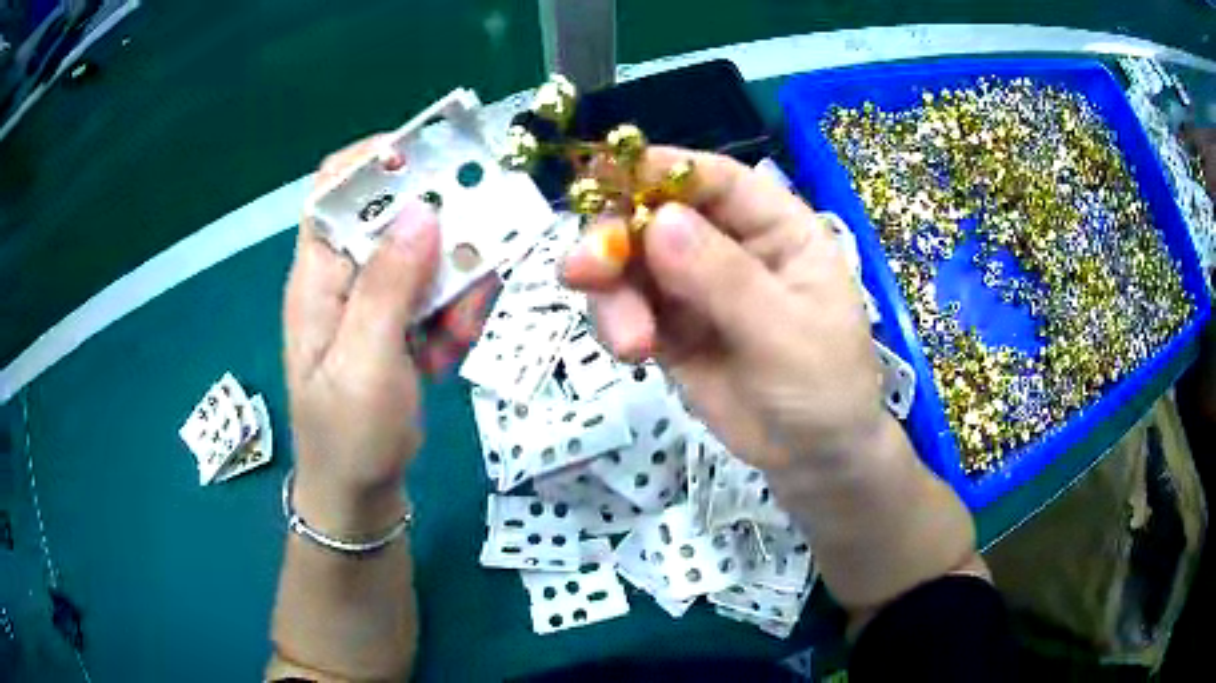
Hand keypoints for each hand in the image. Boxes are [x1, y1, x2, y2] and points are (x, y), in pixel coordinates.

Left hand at [283, 138, 440, 532]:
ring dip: (453, 286)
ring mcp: (371, 299)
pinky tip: (446, 354)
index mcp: (318, 277)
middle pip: (392, 216)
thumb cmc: (349, 435)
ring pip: (424, 256)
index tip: (432, 156)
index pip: (333, 190)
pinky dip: (451, 315)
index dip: (375, 160)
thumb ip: (387, 288)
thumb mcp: (365, 364)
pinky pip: (433, 293)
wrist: (358, 493)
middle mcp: (342, 276)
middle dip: (440, 235)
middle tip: (475, 264)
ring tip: (456, 335)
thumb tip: (421, 212)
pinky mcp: (394, 322)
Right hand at [563, 148, 883, 469]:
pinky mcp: (672, 328)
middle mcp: (731, 246)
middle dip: (616, 238)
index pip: (715, 179)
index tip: (602, 175)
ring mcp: (697, 287)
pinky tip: (632, 352)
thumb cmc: (825, 386)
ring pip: (633, 264)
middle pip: (658, 215)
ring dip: (612, 292)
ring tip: (628, 342)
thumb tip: (659, 221)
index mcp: (776, 228)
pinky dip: (617, 322)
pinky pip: (629, 308)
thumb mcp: (785, 331)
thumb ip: (724, 279)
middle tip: (583, 271)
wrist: (814, 457)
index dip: (660, 169)